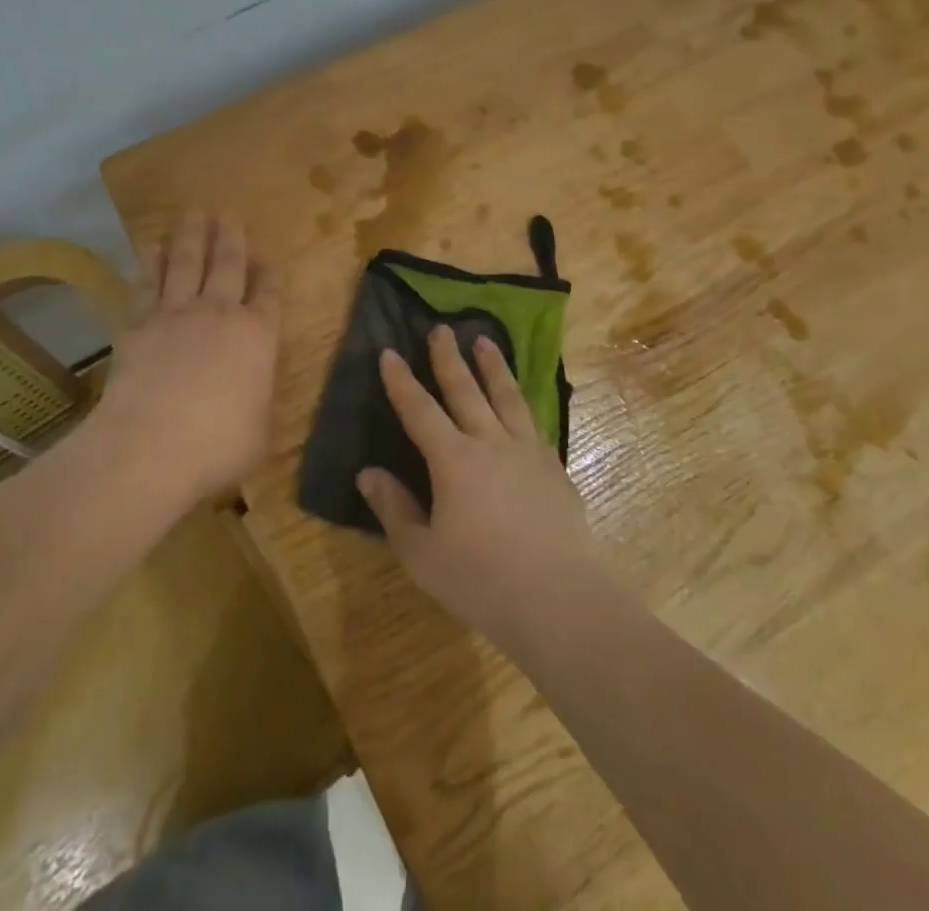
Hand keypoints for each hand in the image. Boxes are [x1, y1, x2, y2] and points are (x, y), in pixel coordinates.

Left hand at [97, 212, 282, 505]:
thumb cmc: (218, 445)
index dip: (269, 273)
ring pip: (187, 263)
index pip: (269, 294)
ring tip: (193, 213)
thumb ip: (259, 403)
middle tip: (228, 212)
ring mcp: (177, 315)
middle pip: (228, 265)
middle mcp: (220, 314)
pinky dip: (150, 262)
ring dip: (191, 236)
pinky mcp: (139, 324)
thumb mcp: (260, 432)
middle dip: (230, 237)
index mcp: (258, 337)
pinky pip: (147, 284)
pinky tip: (149, 246)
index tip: (266, 255)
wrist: (150, 445)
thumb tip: (255, 396)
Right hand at [358, 326, 610, 652]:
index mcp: (453, 460)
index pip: (419, 410)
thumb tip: (367, 473)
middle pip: (465, 390)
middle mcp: (490, 443)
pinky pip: (533, 422)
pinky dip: (522, 403)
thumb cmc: (481, 580)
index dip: (401, 381)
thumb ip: (394, 509)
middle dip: (449, 357)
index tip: (388, 352)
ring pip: (506, 397)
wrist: (560, 600)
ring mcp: (527, 452)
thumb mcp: (422, 554)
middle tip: (442, 328)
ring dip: (493, 366)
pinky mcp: (554, 468)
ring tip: (485, 341)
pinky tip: (521, 402)